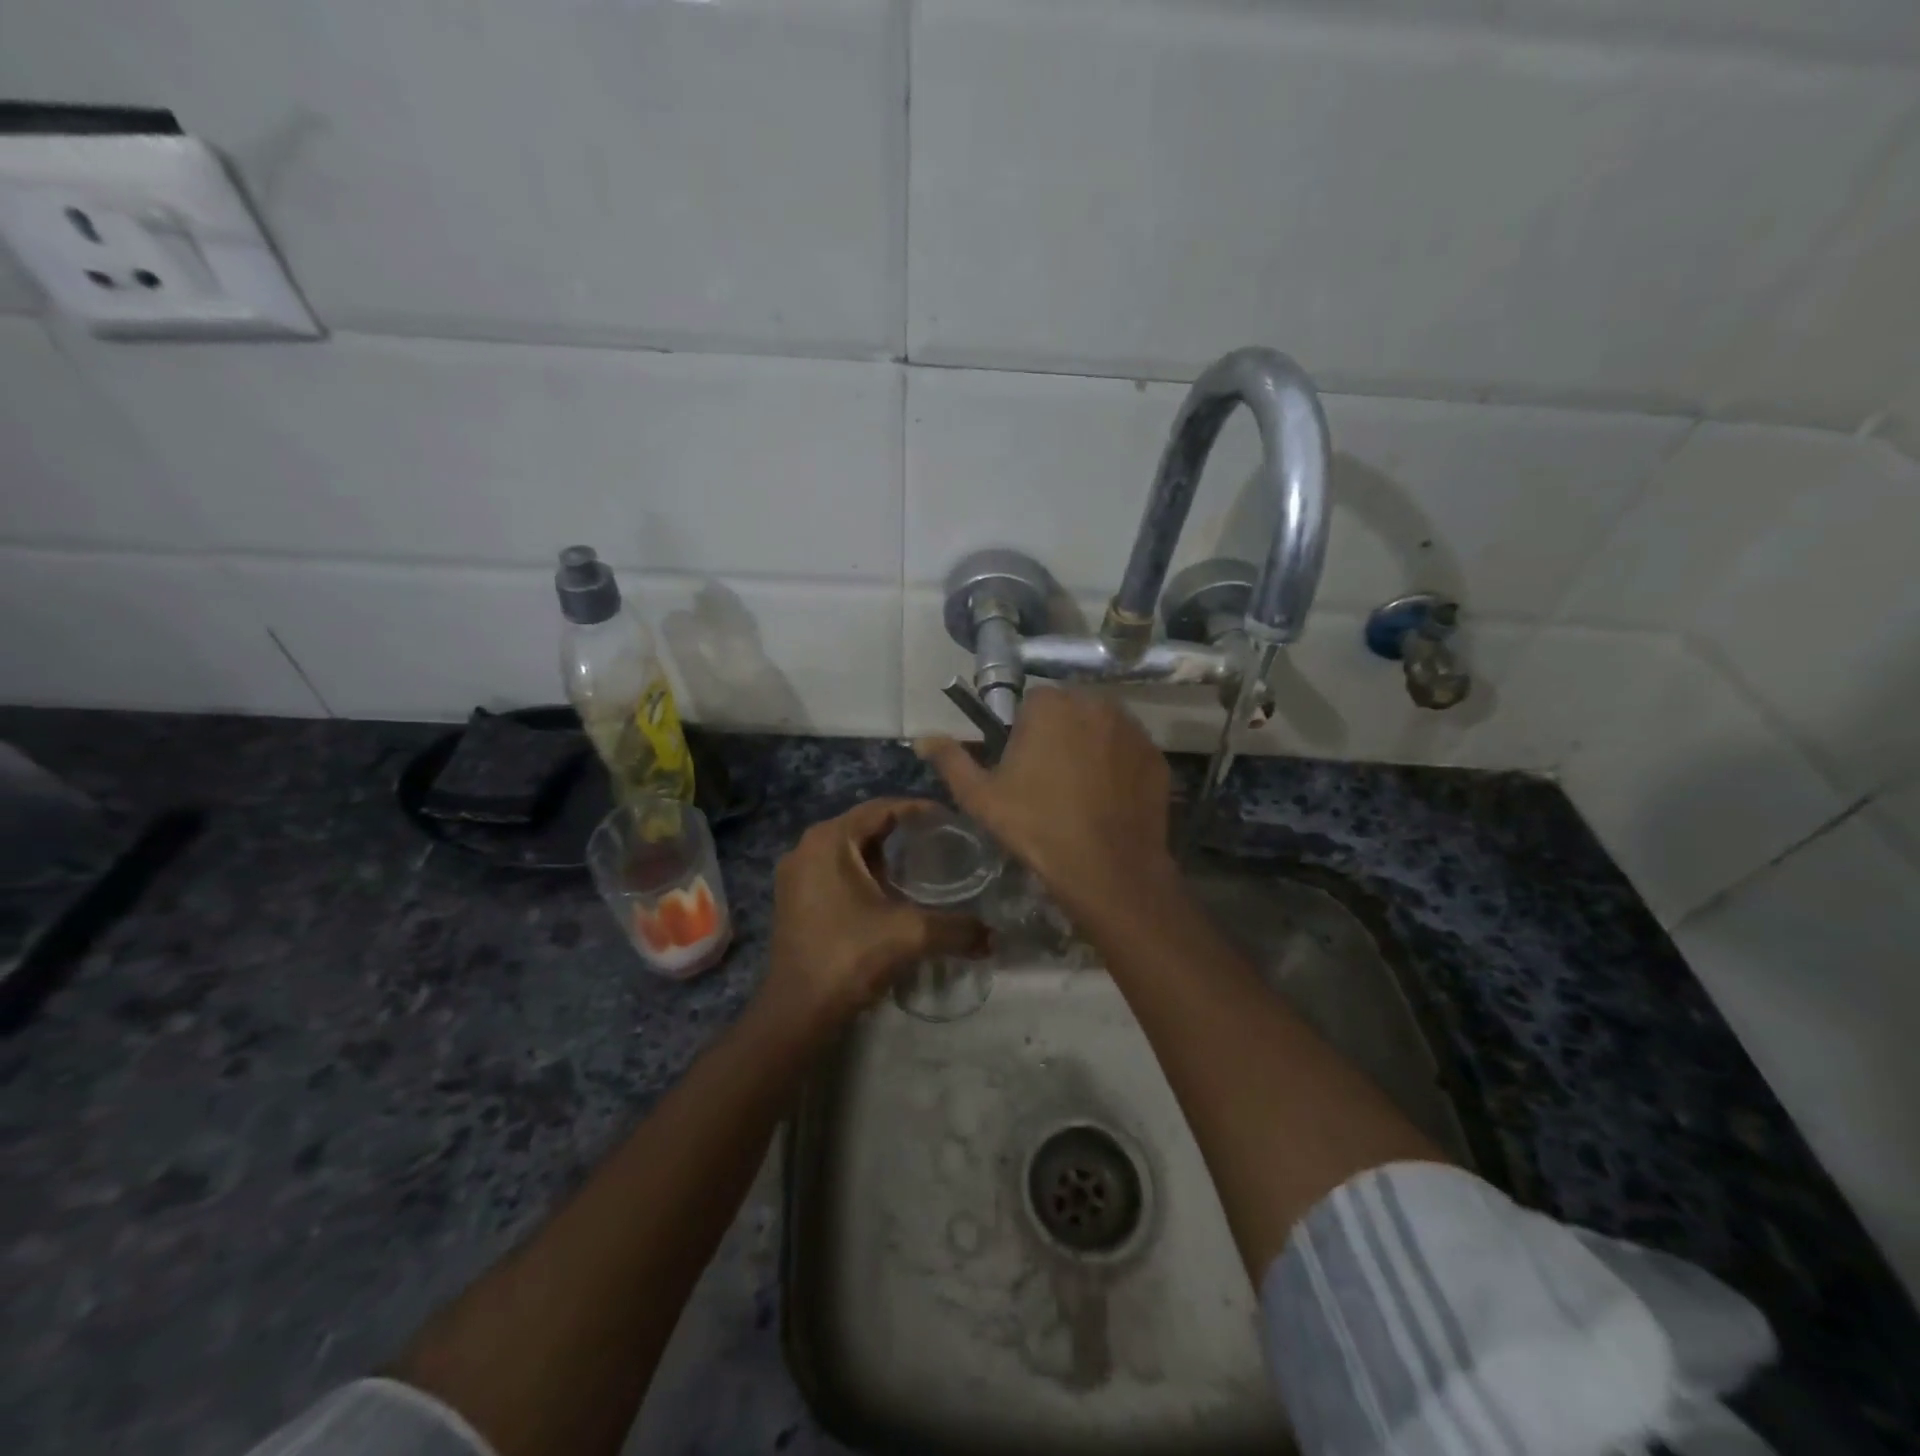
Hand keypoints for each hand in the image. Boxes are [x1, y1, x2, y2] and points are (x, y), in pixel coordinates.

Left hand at [760, 799, 986, 1033]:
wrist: (797, 1012)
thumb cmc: (849, 956)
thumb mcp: (910, 935)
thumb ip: (957, 928)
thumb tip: (994, 937)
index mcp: (829, 840)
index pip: (882, 808)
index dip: (919, 810)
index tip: (952, 820)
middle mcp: (807, 847)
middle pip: (864, 827)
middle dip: (903, 834)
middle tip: (942, 845)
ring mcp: (796, 875)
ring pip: (850, 852)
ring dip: (883, 858)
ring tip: (922, 869)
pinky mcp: (794, 901)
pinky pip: (836, 873)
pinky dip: (864, 876)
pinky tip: (891, 896)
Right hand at [917, 690, 1177, 923]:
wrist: (1107, 868)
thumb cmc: (1036, 827)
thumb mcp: (980, 797)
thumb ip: (951, 760)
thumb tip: (922, 739)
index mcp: (1050, 705)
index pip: (1032, 702)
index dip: (1023, 733)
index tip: (1022, 767)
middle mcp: (1095, 703)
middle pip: (1069, 711)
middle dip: (1058, 734)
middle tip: (1049, 780)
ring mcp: (1132, 729)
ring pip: (1101, 728)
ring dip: (1089, 746)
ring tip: (1080, 791)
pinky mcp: (1156, 755)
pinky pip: (1128, 750)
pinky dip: (1118, 765)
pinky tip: (1108, 799)